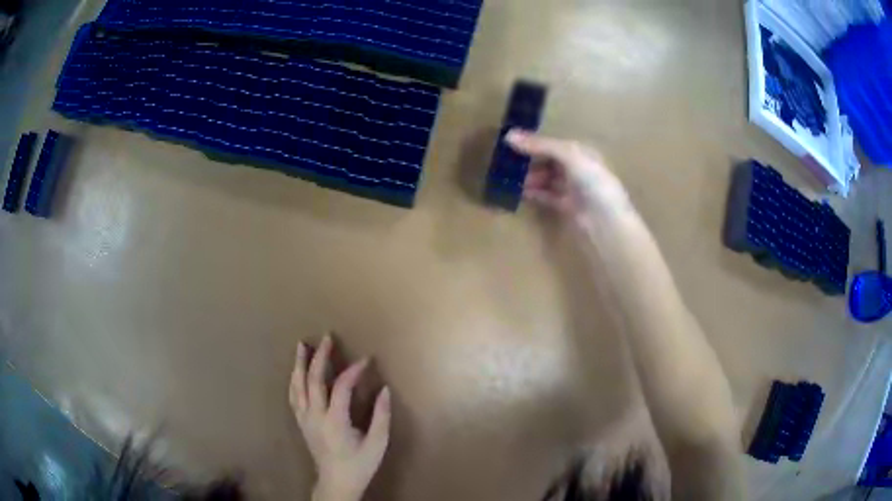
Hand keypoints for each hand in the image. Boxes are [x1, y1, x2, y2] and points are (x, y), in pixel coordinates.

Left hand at [290, 336, 390, 500]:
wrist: (336, 483)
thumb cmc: (359, 465)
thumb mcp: (377, 444)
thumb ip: (381, 416)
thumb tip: (385, 390)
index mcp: (335, 421)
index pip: (341, 387)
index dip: (354, 370)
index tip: (366, 359)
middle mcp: (315, 416)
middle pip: (313, 380)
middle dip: (320, 357)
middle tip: (326, 338)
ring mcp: (304, 419)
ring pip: (297, 385)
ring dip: (300, 364)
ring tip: (302, 346)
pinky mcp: (301, 422)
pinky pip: (293, 396)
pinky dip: (294, 380)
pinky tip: (296, 372)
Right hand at [505, 129, 630, 220]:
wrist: (606, 219)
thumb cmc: (592, 179)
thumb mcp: (568, 155)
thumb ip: (540, 145)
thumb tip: (508, 135)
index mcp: (581, 151)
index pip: (553, 144)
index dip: (533, 142)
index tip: (510, 143)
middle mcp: (577, 167)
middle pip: (548, 161)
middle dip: (529, 161)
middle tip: (506, 162)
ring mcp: (572, 188)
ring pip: (546, 178)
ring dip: (529, 177)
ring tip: (509, 178)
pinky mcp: (566, 206)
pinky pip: (546, 195)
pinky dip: (534, 193)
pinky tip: (519, 192)